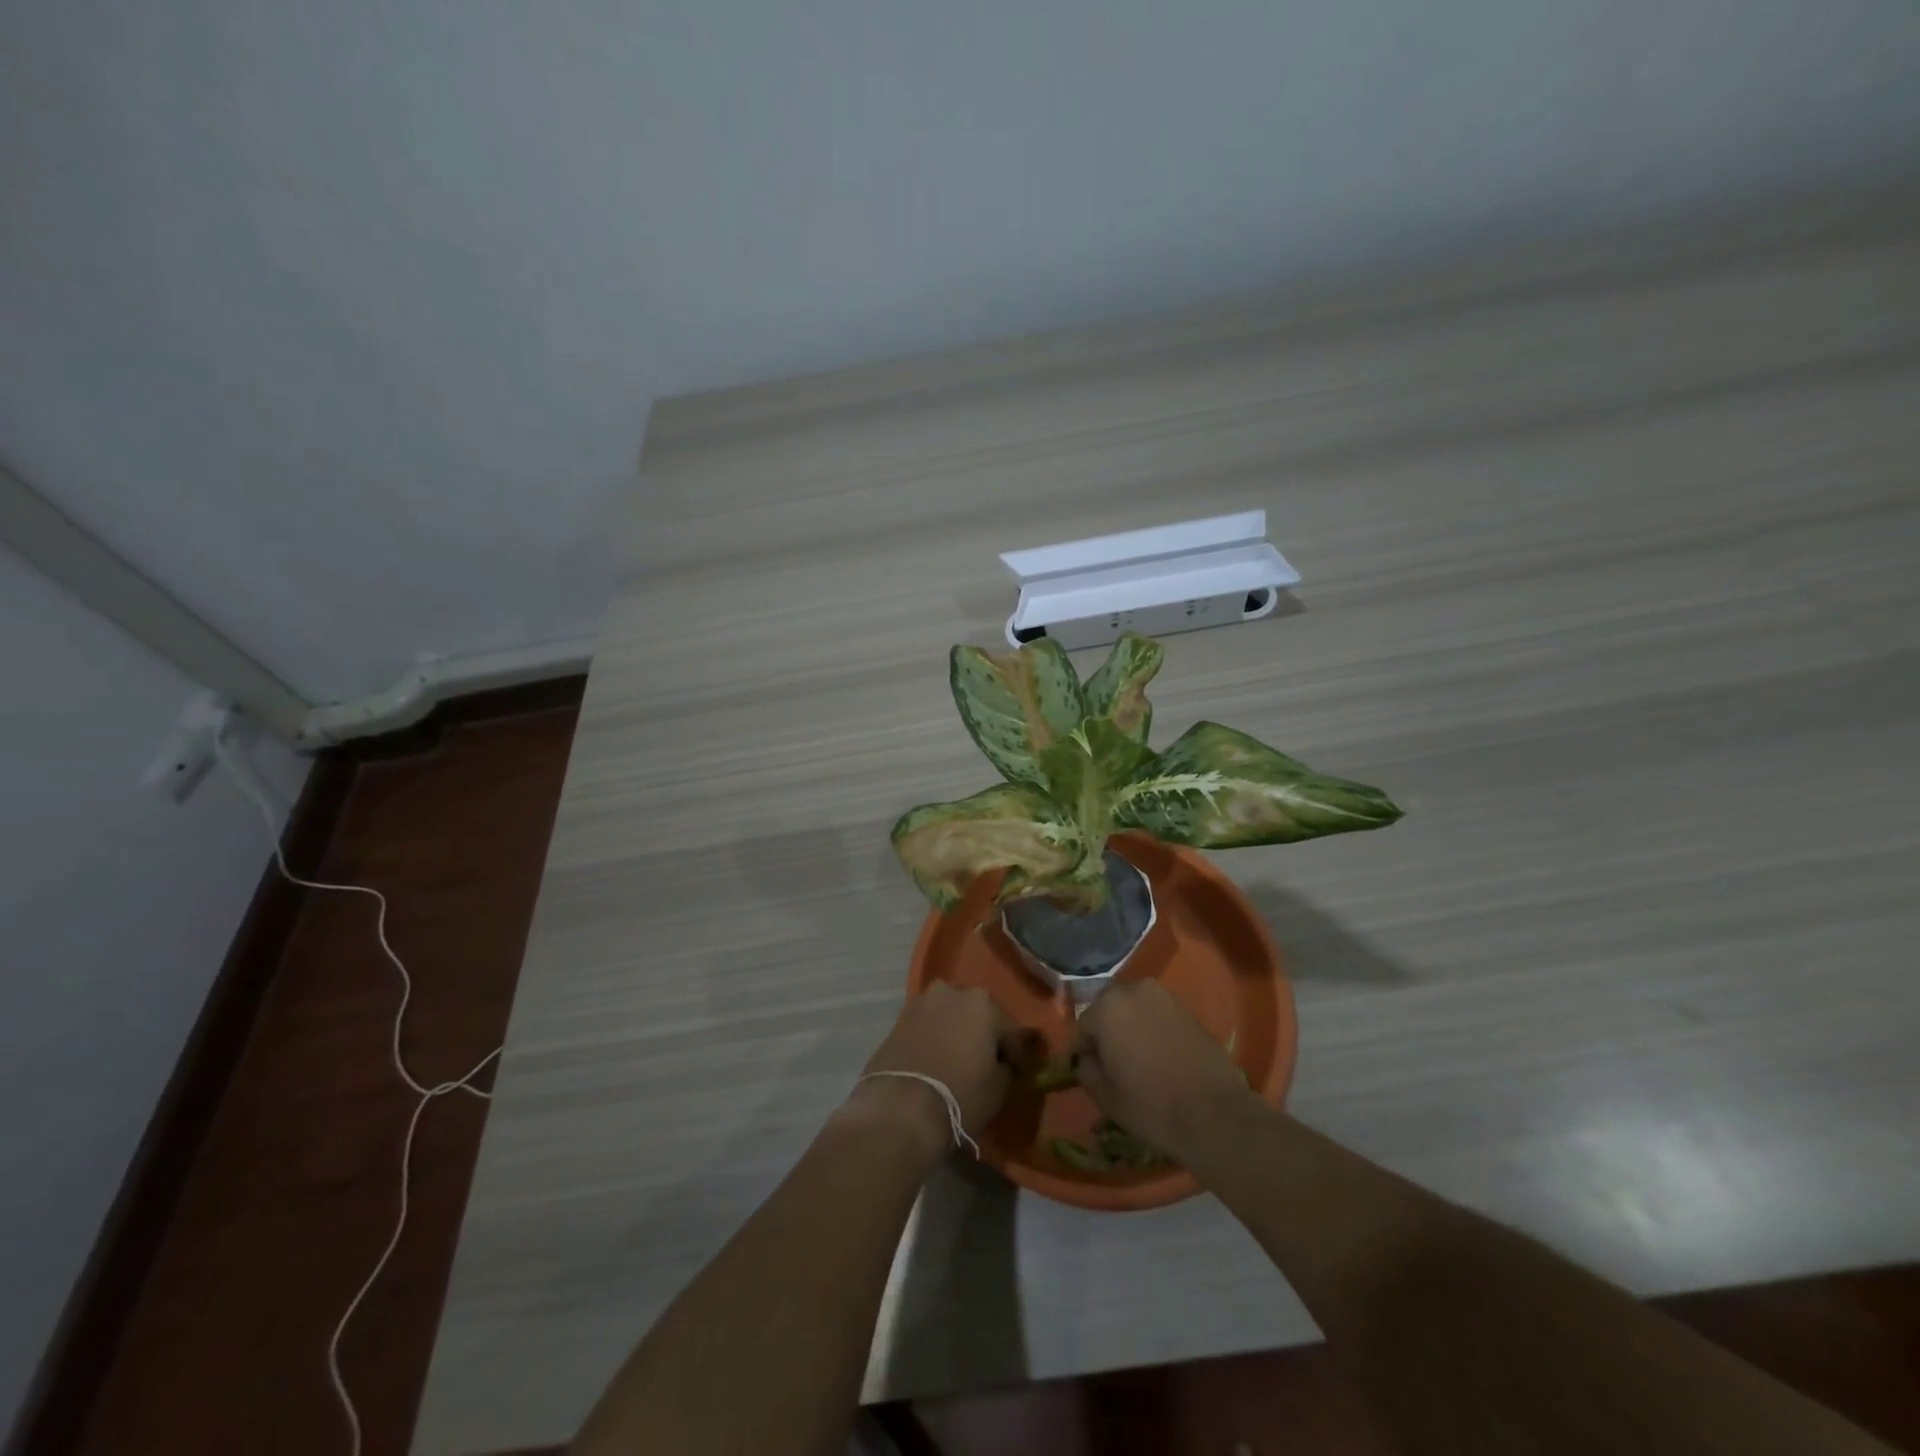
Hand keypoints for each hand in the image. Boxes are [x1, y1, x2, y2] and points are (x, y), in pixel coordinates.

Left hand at [852, 983, 1020, 1154]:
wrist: (899, 1109)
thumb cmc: (960, 1095)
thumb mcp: (999, 1088)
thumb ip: (1008, 1066)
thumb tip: (1005, 1062)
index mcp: (982, 1001)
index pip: (1011, 1028)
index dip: (1018, 1052)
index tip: (1019, 1071)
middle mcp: (951, 991)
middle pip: (977, 1014)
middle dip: (984, 1035)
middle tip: (987, 1063)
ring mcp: (921, 1003)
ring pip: (949, 1017)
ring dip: (957, 1034)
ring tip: (958, 1063)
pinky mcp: (898, 1020)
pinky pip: (927, 1028)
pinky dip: (935, 1039)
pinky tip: (936, 1062)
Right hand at [1075, 979, 1257, 1159]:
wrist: (1216, 1114)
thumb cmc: (1152, 1106)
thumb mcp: (1106, 1097)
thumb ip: (1086, 1071)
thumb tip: (1087, 1059)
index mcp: (1108, 1008)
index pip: (1083, 1026)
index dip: (1081, 1050)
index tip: (1084, 1069)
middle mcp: (1134, 991)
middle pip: (1109, 1010)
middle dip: (1105, 1031)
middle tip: (1109, 1063)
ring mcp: (1165, 997)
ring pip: (1134, 1009)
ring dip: (1130, 1027)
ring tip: (1135, 1059)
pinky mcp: (1188, 1009)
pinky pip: (1158, 1015)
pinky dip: (1152, 1029)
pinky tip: (1159, 1056)